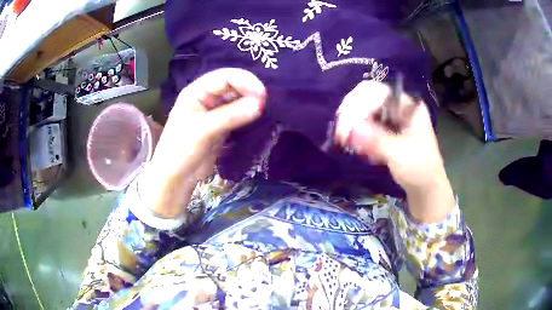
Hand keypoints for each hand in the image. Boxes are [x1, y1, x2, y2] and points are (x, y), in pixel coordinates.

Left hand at [139, 68, 265, 217]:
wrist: (176, 176)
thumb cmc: (181, 149)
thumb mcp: (204, 130)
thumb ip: (231, 115)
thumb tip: (261, 104)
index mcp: (196, 91)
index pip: (225, 77)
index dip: (245, 81)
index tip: (262, 95)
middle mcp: (206, 97)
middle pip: (233, 86)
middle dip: (250, 91)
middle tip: (266, 104)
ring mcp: (214, 111)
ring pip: (237, 100)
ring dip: (250, 103)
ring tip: (264, 111)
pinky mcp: (221, 125)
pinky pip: (238, 114)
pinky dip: (248, 115)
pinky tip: (257, 118)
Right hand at [335, 80, 454, 222]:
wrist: (426, 189)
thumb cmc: (420, 170)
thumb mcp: (400, 154)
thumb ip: (376, 140)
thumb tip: (351, 129)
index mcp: (408, 106)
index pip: (377, 92)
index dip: (358, 104)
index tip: (345, 125)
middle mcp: (399, 108)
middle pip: (368, 100)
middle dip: (351, 116)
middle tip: (341, 136)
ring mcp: (392, 120)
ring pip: (364, 113)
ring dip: (352, 127)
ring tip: (347, 144)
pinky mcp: (387, 133)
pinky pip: (366, 127)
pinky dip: (358, 136)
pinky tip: (358, 149)